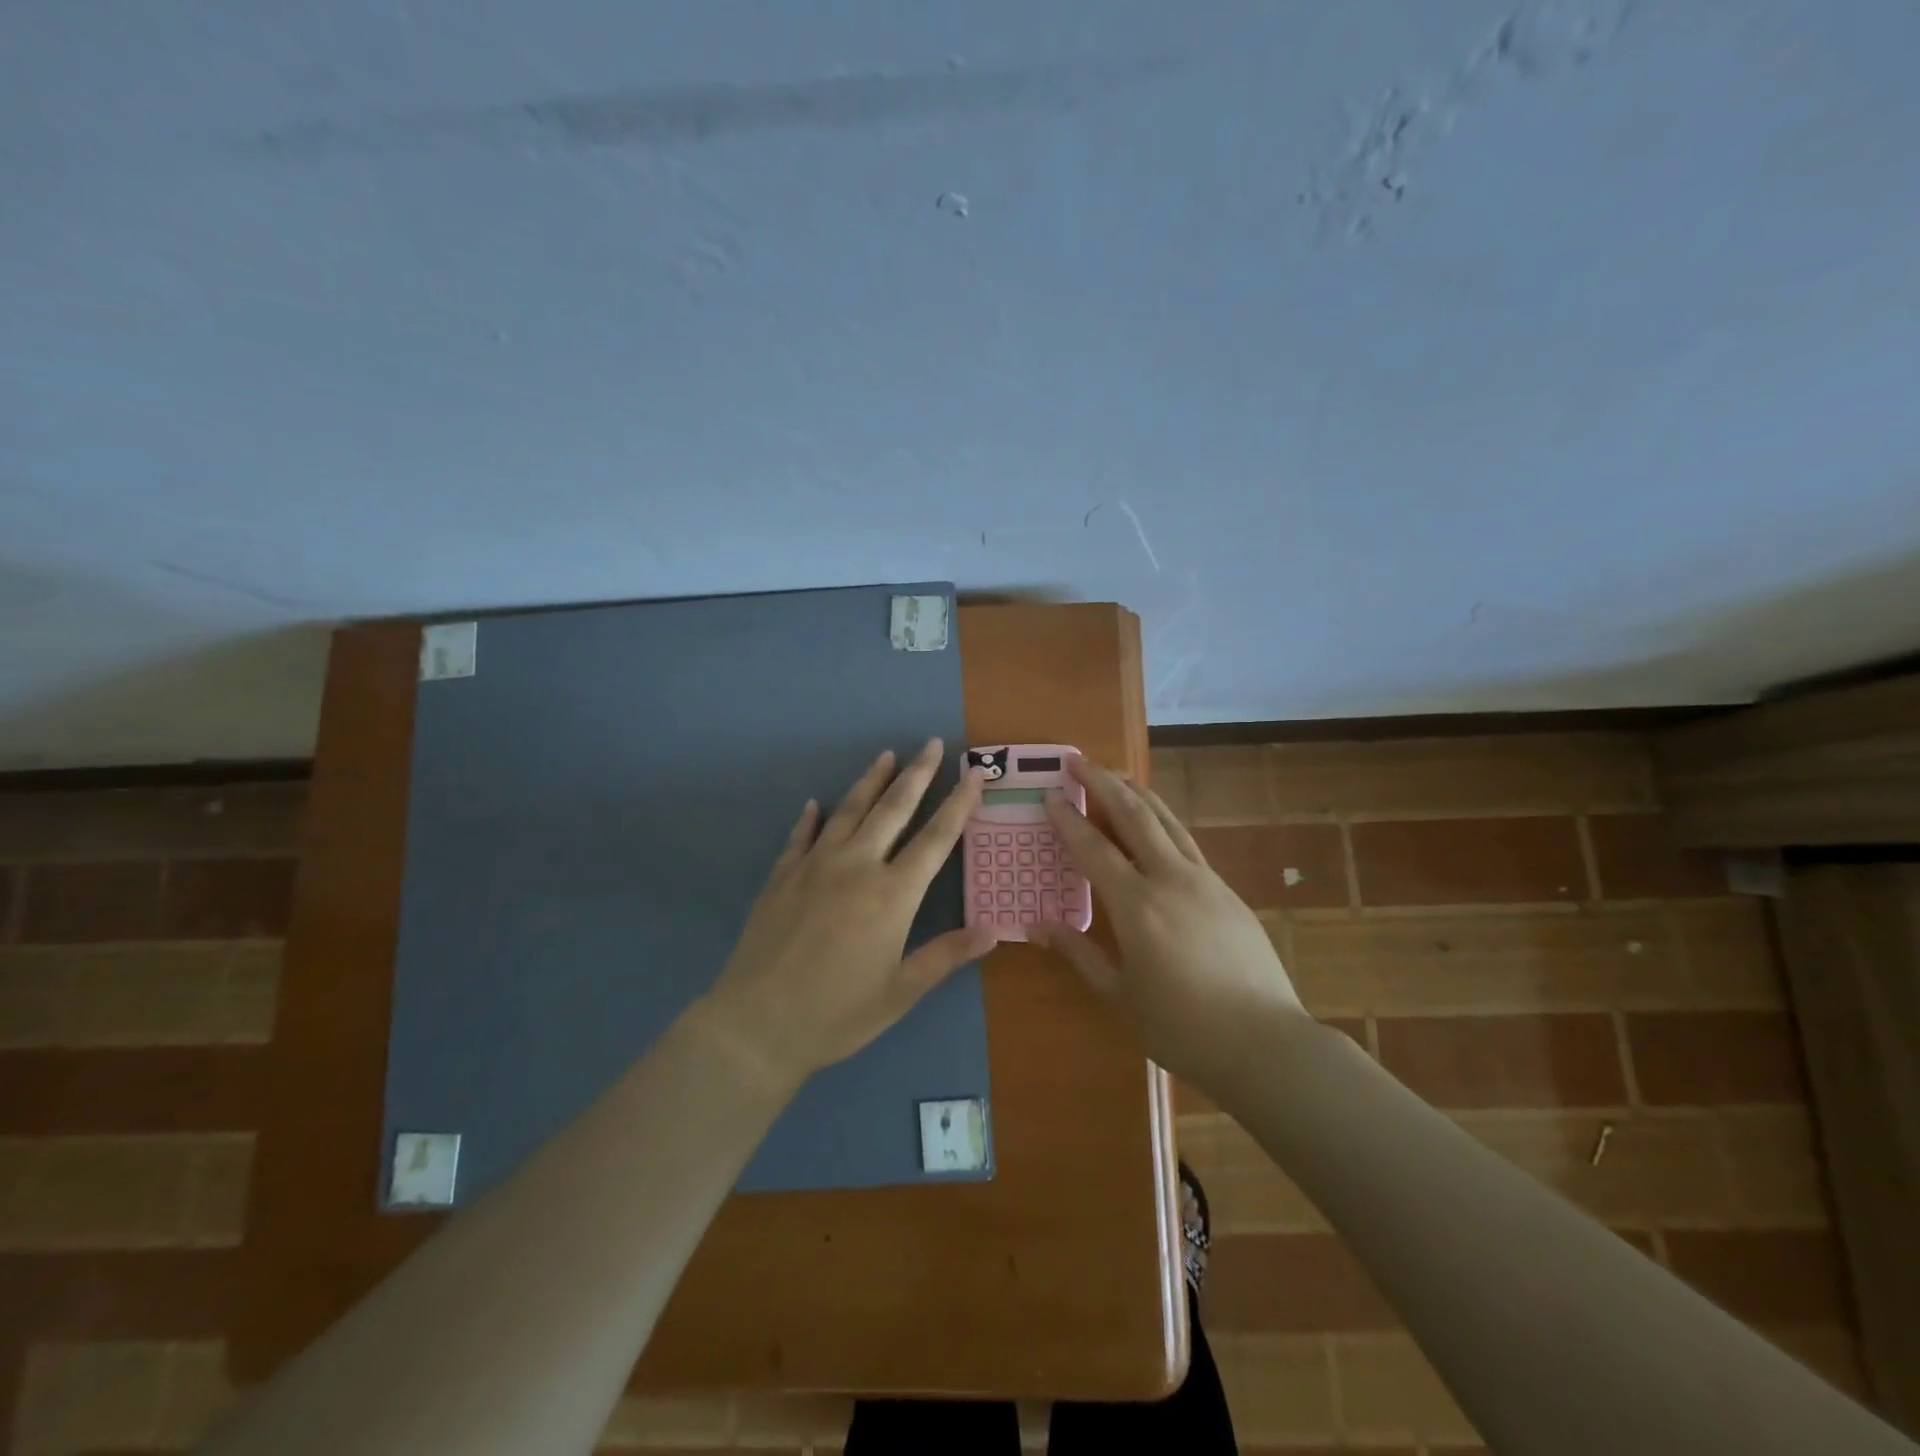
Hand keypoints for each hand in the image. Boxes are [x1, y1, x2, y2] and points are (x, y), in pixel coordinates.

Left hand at [695, 740, 995, 1088]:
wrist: (756, 1024)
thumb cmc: (837, 1013)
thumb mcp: (900, 992)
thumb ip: (946, 955)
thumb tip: (993, 929)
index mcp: (892, 894)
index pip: (936, 838)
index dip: (958, 803)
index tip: (974, 773)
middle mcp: (856, 866)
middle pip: (893, 809)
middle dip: (917, 774)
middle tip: (930, 743)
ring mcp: (814, 866)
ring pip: (849, 811)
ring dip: (870, 781)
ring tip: (885, 755)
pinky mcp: (782, 877)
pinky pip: (800, 837)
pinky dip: (810, 818)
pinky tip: (814, 804)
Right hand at [1026, 756, 1308, 1090]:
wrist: (1265, 1042)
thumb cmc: (1182, 1027)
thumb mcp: (1119, 996)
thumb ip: (1078, 954)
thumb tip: (1037, 926)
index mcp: (1137, 905)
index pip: (1094, 848)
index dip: (1069, 819)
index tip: (1050, 795)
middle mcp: (1170, 879)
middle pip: (1134, 815)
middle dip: (1104, 782)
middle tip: (1079, 760)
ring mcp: (1204, 880)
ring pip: (1166, 820)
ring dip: (1137, 792)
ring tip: (1116, 774)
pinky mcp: (1227, 890)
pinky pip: (1187, 842)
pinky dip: (1164, 821)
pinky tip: (1156, 824)